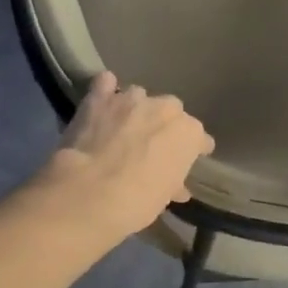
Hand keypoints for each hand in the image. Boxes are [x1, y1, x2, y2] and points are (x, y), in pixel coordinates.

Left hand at [34, 72, 213, 246]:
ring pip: (140, 97)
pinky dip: (105, 91)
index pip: (199, 138)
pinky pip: (105, 84)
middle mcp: (165, 108)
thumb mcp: (163, 198)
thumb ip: (173, 183)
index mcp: (189, 133)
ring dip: (135, 110)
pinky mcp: (100, 98)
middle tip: (152, 145)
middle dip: (164, 125)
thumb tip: (177, 187)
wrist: (89, 193)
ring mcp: (132, 99)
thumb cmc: (136, 203)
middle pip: (171, 111)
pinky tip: (102, 103)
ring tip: (123, 127)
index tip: (188, 160)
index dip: (194, 150)